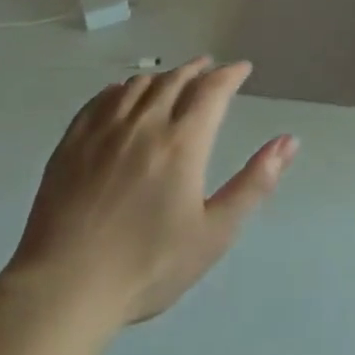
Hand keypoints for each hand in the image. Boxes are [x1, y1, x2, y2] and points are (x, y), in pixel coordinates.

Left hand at [7, 57, 295, 326]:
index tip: (242, 69)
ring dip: (162, 76)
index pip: (212, 90)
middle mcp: (144, 123)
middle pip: (175, 79)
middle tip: (210, 67)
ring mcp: (103, 130)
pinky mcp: (72, 142)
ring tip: (172, 79)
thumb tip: (289, 141)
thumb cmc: (149, 266)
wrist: (65, 287)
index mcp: (182, 142)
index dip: (230, 75)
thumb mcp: (214, 232)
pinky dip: (121, 89)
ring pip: (138, 85)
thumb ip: (254, 183)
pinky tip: (123, 94)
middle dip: (197, 69)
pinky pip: (101, 99)